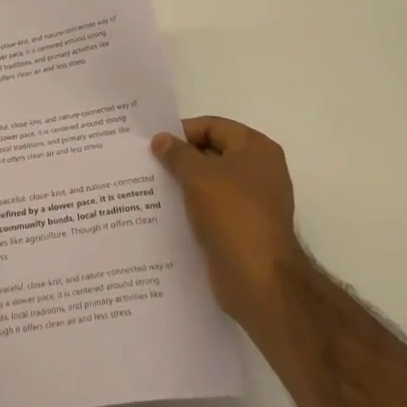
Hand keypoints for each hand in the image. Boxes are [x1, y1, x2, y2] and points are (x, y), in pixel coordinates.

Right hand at [152, 116, 301, 334]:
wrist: (259, 280)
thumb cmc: (232, 215)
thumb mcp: (198, 175)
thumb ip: (176, 153)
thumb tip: (161, 139)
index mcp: (256, 149)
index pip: (212, 126)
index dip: (182, 132)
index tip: (152, 143)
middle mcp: (259, 170)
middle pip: (212, 153)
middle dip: (180, 158)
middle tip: (147, 164)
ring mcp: (253, 202)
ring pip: (210, 183)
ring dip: (184, 184)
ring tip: (150, 188)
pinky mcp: (244, 228)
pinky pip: (213, 208)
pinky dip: (193, 208)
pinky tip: (166, 213)